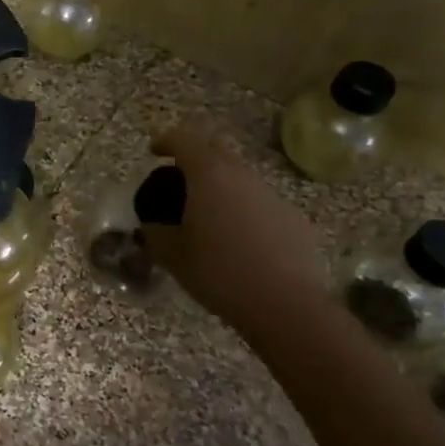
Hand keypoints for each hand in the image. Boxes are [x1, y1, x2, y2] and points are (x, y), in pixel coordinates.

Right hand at [139, 122, 325, 326]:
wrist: (285, 305)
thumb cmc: (219, 272)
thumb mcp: (172, 256)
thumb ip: (155, 233)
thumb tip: (151, 226)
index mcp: (210, 176)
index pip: (184, 140)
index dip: (166, 141)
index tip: (153, 152)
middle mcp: (243, 176)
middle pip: (216, 153)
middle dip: (194, 162)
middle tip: (177, 184)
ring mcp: (272, 196)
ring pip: (240, 179)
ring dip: (220, 189)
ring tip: (205, 218)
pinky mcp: (293, 219)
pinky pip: (259, 204)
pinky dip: (242, 212)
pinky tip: (236, 243)